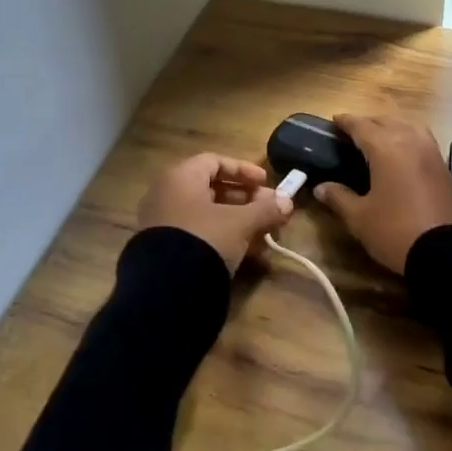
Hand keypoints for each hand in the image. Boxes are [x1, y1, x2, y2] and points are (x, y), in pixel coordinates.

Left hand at [136, 153, 292, 272]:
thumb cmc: (205, 238)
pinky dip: (223, 238)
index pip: (215, 161)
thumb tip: (288, 203)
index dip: (244, 170)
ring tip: (265, 235)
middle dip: (247, 200)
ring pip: (208, 215)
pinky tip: (247, 253)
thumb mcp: (240, 223)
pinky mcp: (165, 250)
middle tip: (271, 210)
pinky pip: (199, 234)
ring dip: (239, 221)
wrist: (166, 289)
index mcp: (181, 177)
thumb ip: (265, 210)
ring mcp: (164, 223)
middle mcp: (168, 195)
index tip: (266, 183)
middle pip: (213, 190)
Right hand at [313, 113, 451, 273]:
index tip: (335, 120)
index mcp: (386, 148)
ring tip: (379, 139)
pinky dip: (408, 137)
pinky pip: (422, 139)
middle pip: (386, 121)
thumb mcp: (359, 218)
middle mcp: (410, 141)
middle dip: (368, 123)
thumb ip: (338, 197)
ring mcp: (430, 152)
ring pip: (408, 126)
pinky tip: (402, 153)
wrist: (445, 253)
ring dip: (391, 127)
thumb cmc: (395, 231)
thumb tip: (320, 188)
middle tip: (352, 133)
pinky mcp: (443, 166)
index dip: (346, 121)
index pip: (361, 126)